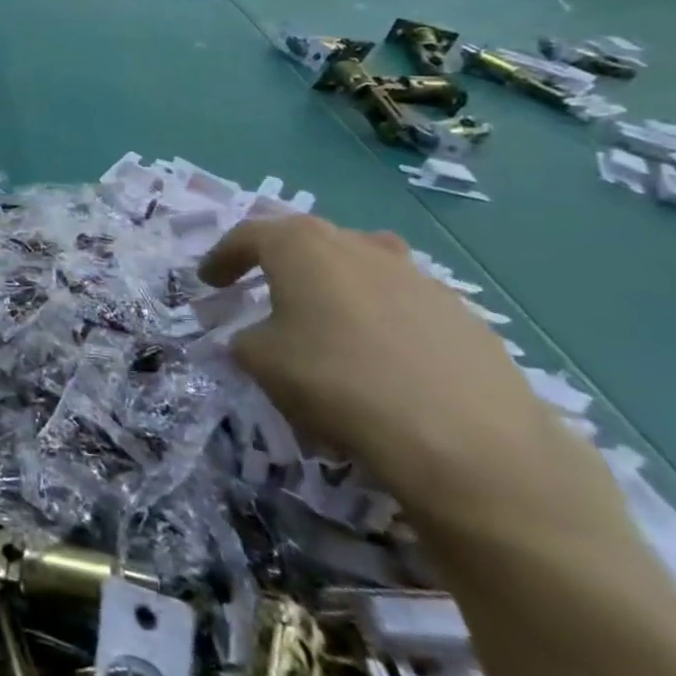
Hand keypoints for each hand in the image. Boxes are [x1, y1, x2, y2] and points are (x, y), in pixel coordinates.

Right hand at [200, 215, 567, 518]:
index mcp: (302, 246)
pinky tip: (380, 360)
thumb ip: (246, 339)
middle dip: (281, 263)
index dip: (223, 257)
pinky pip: (403, 305)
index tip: (209, 280)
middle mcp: (359, 245)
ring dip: (336, 287)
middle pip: (309, 241)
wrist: (465, 439)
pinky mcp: (462, 315)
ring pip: (362, 267)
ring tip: (326, 321)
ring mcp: (417, 276)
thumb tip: (258, 337)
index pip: (248, 235)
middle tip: (264, 289)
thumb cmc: (337, 381)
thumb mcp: (260, 362)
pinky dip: (381, 320)